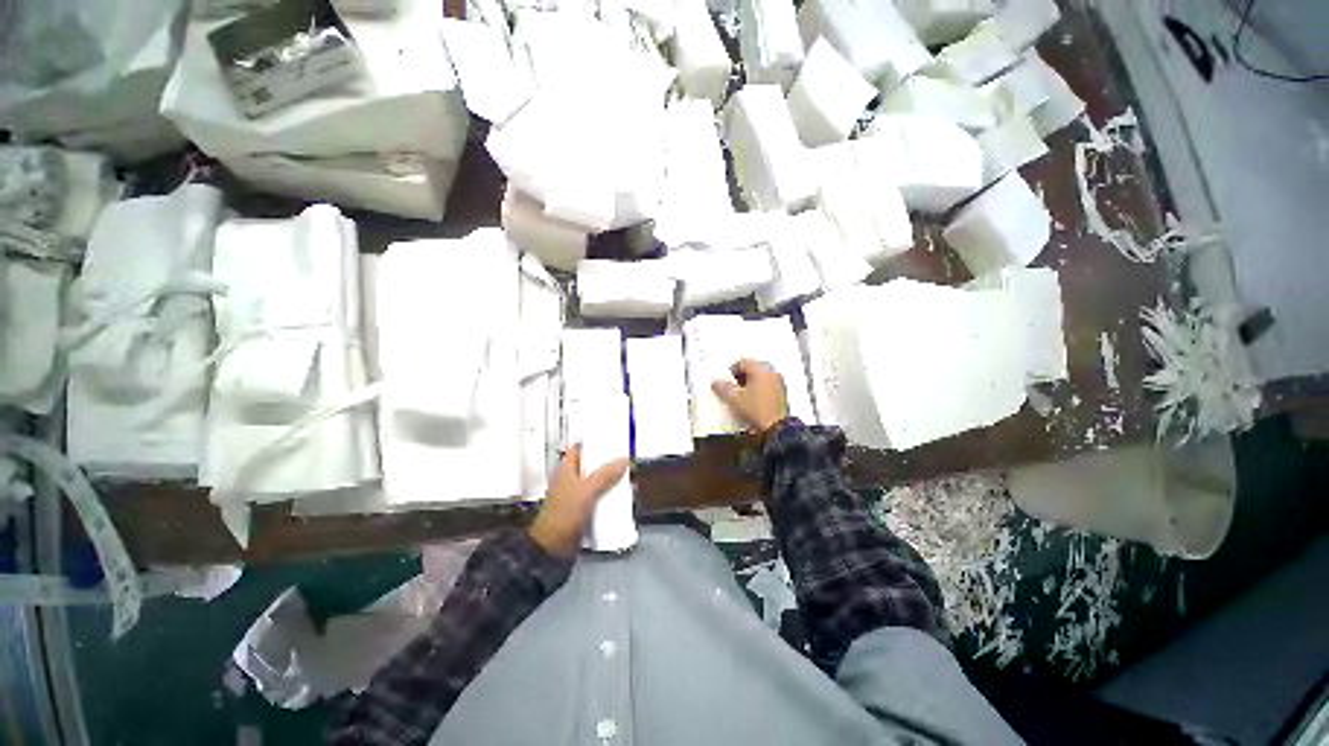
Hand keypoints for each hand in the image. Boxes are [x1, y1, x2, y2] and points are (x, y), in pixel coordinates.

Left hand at [528, 444, 629, 556]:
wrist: (553, 549)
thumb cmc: (565, 514)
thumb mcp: (586, 491)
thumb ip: (605, 475)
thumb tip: (626, 459)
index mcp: (566, 469)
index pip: (579, 448)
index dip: (593, 442)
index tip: (612, 438)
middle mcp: (571, 479)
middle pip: (592, 465)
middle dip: (608, 462)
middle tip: (627, 458)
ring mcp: (577, 496)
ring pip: (598, 482)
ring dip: (612, 480)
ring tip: (630, 476)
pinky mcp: (583, 510)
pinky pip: (600, 498)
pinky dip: (610, 496)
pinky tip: (624, 497)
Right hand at [712, 358, 787, 434]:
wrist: (776, 428)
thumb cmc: (756, 410)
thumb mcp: (733, 399)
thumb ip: (722, 388)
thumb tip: (715, 383)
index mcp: (760, 369)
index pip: (742, 362)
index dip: (731, 371)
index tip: (726, 382)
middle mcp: (771, 372)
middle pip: (752, 368)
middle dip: (740, 377)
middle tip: (732, 387)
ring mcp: (779, 382)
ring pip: (760, 376)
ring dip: (749, 383)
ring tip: (741, 396)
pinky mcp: (782, 393)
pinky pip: (767, 385)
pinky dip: (758, 389)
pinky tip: (752, 401)